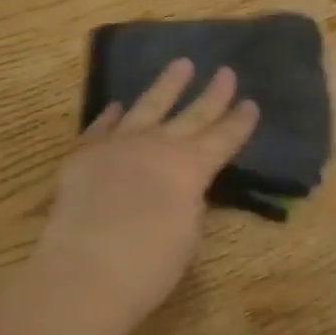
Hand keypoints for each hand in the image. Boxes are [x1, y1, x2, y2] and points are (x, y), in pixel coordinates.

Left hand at [34, 59, 258, 323]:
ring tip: (181, 64)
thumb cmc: (149, 265)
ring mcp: (119, 144)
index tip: (251, 104)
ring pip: (148, 105)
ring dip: (167, 85)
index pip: (224, 138)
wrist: (85, 270)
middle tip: (227, 72)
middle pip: (192, 114)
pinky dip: (112, 115)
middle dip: (213, 94)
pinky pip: (102, 126)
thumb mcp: (187, 233)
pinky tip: (118, 105)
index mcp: (191, 167)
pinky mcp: (84, 154)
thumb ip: (188, 201)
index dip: (239, 122)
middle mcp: (158, 145)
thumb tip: (182, 186)